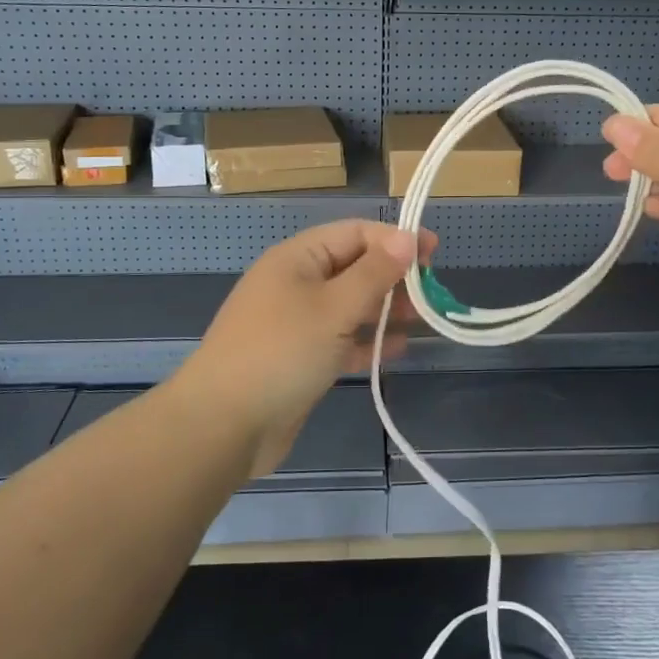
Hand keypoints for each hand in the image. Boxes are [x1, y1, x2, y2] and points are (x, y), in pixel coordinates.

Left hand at [176, 219, 436, 475]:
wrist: (223, 425)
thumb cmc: (281, 353)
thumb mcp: (334, 307)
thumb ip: (374, 273)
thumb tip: (407, 237)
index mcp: (298, 258)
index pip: (354, 234)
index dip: (395, 239)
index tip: (434, 254)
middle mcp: (297, 283)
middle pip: (354, 268)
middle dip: (393, 276)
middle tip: (432, 293)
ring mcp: (297, 323)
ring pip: (350, 306)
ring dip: (385, 310)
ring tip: (423, 319)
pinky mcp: (301, 359)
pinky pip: (341, 339)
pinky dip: (368, 341)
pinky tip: (398, 348)